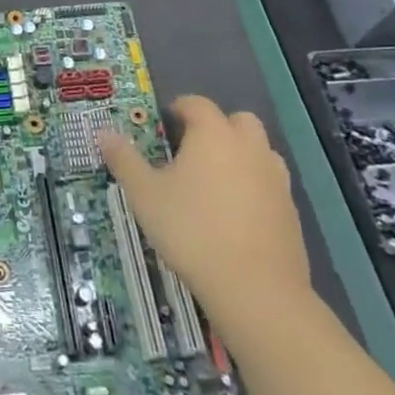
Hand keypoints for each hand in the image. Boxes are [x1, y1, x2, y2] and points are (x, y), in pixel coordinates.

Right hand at [99, 96, 308, 320]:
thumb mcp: (145, 194)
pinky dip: (254, 187)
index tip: (164, 123)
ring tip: (215, 182)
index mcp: (213, 134)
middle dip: (217, 127)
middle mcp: (249, 147)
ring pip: (259, 151)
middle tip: (192, 150)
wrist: (256, 290)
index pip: (197, 104)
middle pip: (238, 120)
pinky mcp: (290, 211)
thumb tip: (103, 133)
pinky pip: (270, 184)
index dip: (179, 108)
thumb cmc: (192, 231)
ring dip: (240, 155)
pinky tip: (235, 215)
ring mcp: (275, 179)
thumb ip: (124, 160)